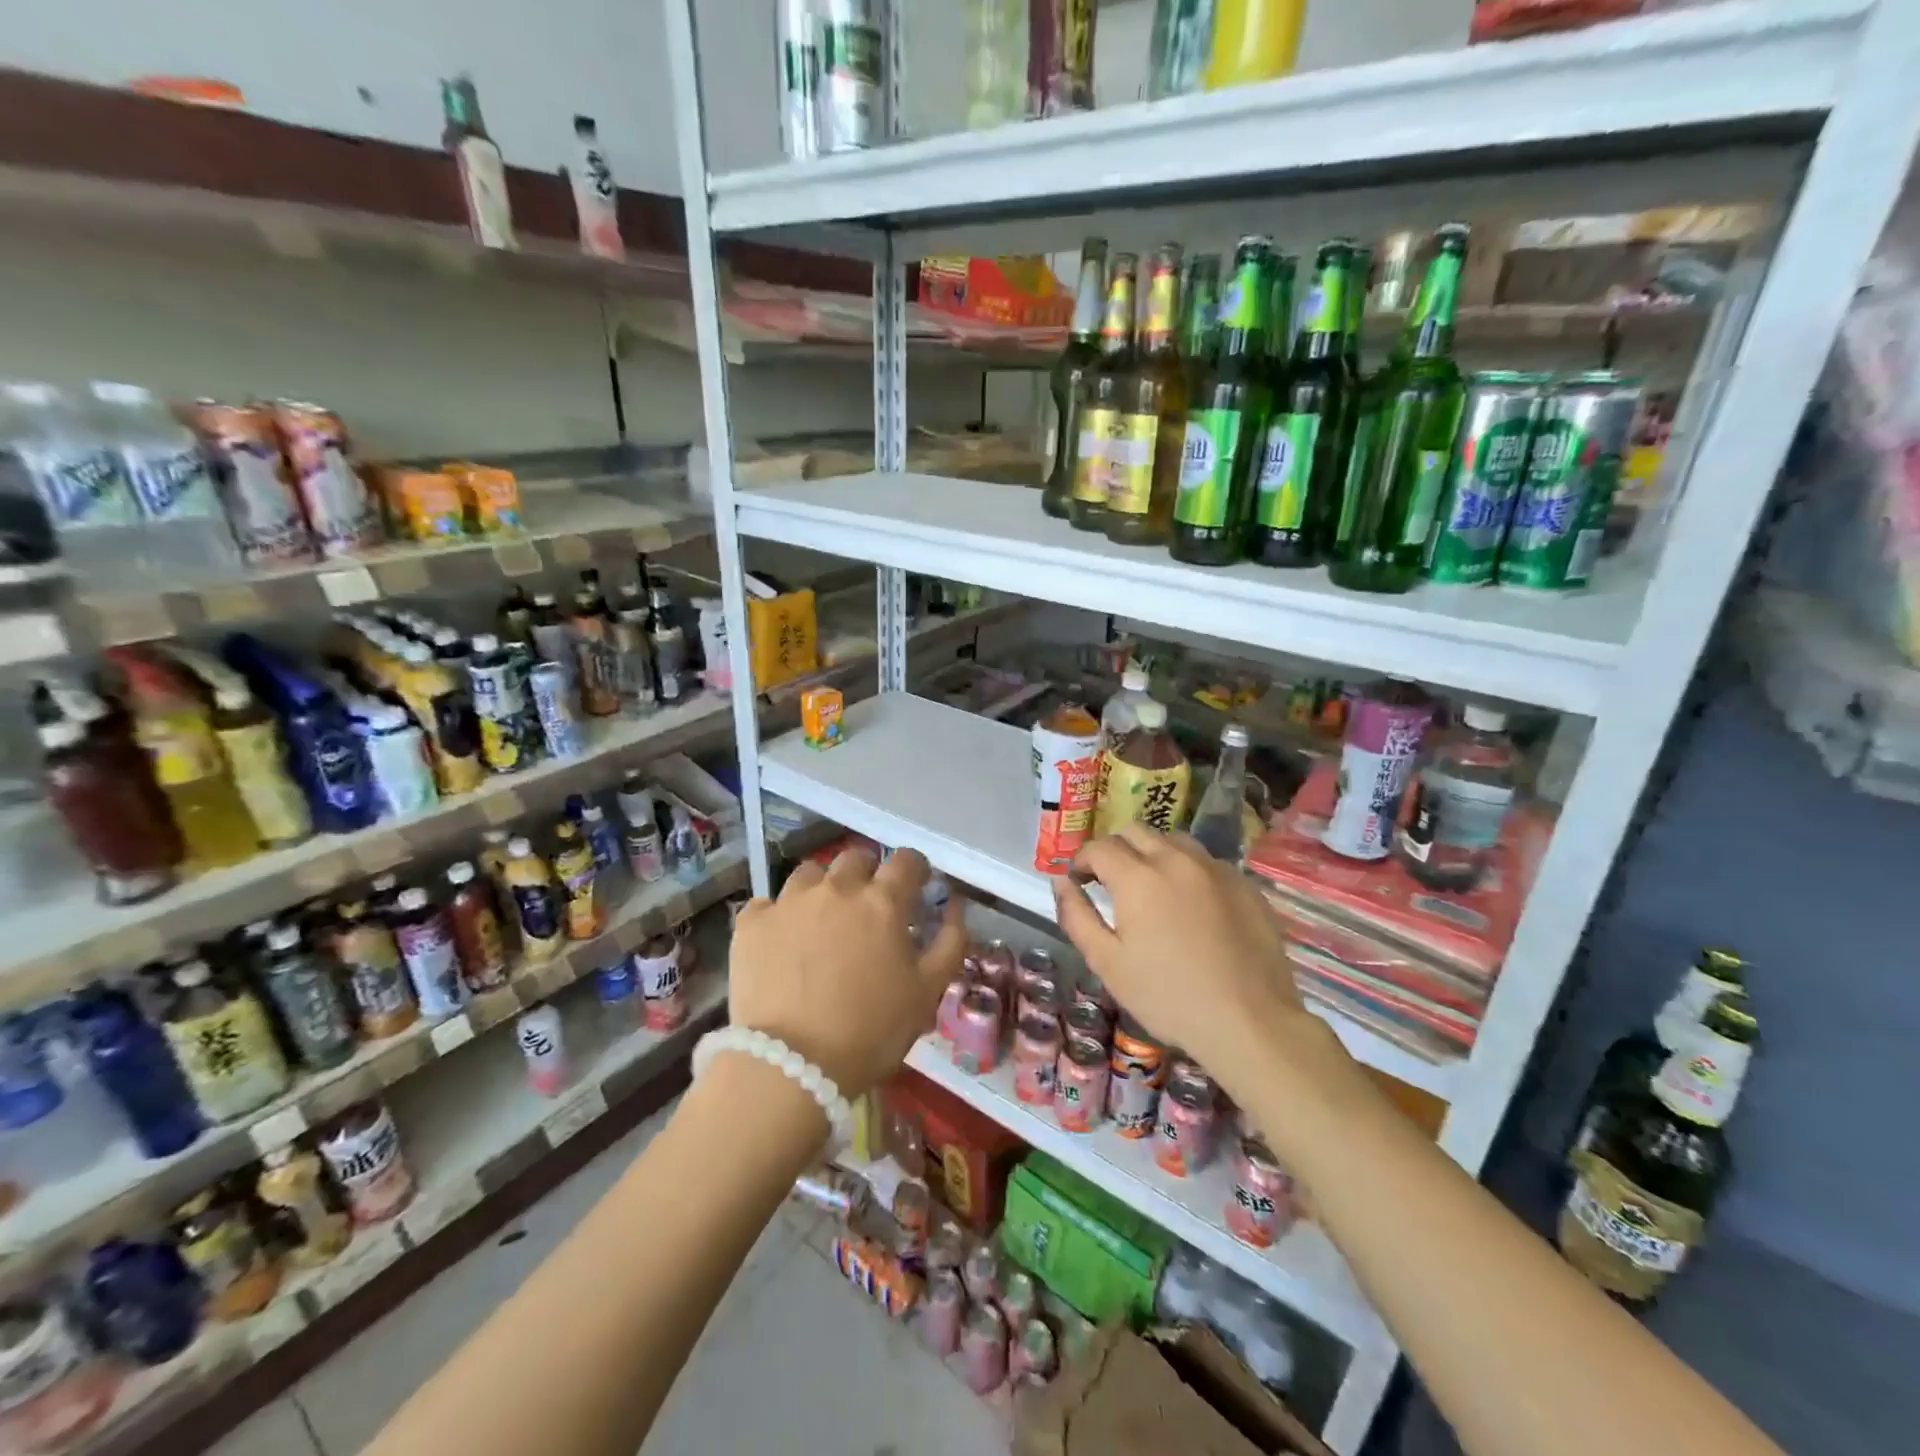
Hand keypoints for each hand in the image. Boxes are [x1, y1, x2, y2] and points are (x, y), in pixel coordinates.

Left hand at [727, 846, 964, 1096]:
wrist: (791, 1066)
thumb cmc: (871, 1031)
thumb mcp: (927, 992)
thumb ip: (950, 942)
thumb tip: (955, 906)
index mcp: (882, 901)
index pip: (906, 860)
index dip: (914, 869)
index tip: (916, 885)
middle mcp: (836, 889)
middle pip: (855, 858)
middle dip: (867, 873)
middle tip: (868, 905)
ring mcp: (789, 902)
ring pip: (810, 874)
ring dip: (822, 888)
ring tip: (822, 920)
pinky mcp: (752, 923)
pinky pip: (768, 904)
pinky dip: (779, 916)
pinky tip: (782, 942)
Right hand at [1052, 827, 1338, 1094]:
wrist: (1250, 1023)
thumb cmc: (1168, 998)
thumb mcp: (1107, 963)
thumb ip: (1077, 916)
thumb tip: (1061, 882)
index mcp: (1139, 877)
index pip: (1100, 847)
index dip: (1082, 860)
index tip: (1079, 882)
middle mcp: (1177, 860)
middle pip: (1136, 831)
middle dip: (1115, 849)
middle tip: (1110, 881)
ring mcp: (1216, 869)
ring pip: (1174, 841)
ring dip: (1153, 853)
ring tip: (1151, 887)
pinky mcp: (1245, 885)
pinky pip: (1207, 862)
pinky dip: (1188, 871)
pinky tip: (1191, 905)